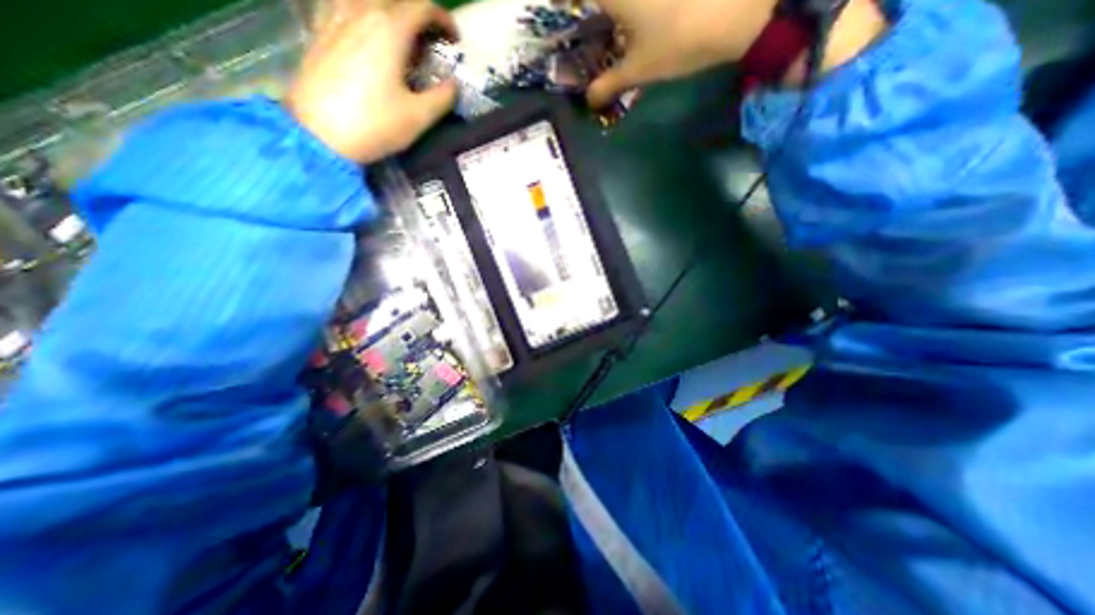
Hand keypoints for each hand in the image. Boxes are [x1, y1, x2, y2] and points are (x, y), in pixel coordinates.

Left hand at [286, 1, 459, 162]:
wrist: (319, 133)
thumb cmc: (374, 124)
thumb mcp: (418, 117)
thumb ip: (442, 98)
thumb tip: (454, 86)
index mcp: (389, 29)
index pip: (422, 7)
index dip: (444, 20)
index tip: (454, 41)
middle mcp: (361, 12)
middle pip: (394, 0)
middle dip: (418, 17)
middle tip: (429, 43)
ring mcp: (335, 17)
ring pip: (366, 1)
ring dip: (389, 12)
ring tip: (399, 38)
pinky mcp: (319, 31)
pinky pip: (341, 6)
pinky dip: (360, 15)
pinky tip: (364, 33)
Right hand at [585, 0, 883, 108]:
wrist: (741, 10)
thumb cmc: (678, 41)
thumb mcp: (638, 69)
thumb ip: (608, 84)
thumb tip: (588, 101)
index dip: (560, 0)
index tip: (556, 9)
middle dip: (589, 8)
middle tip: (586, 23)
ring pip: (622, 0)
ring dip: (612, 10)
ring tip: (612, 26)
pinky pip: (641, 3)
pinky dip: (633, 10)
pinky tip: (637, 20)